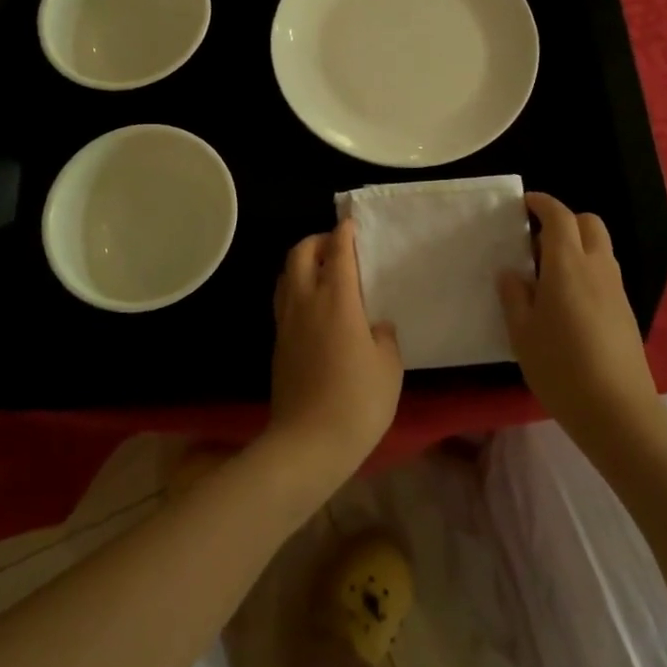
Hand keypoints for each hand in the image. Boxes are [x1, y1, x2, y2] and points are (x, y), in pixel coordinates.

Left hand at [268, 218, 403, 481]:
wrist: (308, 442)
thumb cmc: (358, 401)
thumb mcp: (389, 367)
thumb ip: (384, 337)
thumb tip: (375, 325)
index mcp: (337, 299)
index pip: (338, 253)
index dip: (344, 234)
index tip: (350, 224)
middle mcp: (306, 301)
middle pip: (300, 254)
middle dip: (316, 241)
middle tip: (335, 246)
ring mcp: (286, 322)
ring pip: (286, 275)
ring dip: (301, 263)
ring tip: (321, 272)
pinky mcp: (277, 343)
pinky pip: (283, 300)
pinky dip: (295, 289)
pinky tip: (312, 306)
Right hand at [498, 193, 661, 440]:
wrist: (617, 411)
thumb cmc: (560, 366)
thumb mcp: (522, 331)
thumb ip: (514, 295)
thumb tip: (512, 273)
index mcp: (568, 265)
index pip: (559, 217)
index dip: (542, 204)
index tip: (524, 204)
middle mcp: (597, 268)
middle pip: (588, 223)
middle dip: (564, 221)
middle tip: (536, 242)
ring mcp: (616, 289)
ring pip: (600, 248)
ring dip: (576, 246)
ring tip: (547, 275)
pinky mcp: (626, 311)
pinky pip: (604, 273)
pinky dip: (586, 270)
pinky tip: (567, 302)